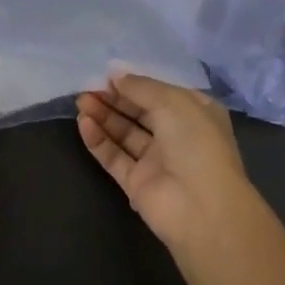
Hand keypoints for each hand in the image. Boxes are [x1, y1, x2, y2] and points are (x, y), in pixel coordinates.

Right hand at [76, 73, 257, 253]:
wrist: (203, 208)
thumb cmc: (196, 144)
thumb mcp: (172, 102)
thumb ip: (141, 87)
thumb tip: (116, 77)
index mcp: (194, 114)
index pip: (160, 93)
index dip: (135, 84)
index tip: (108, 76)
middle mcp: (176, 135)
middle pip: (139, 112)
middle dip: (114, 99)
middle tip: (88, 88)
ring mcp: (156, 161)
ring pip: (124, 134)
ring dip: (103, 116)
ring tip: (81, 102)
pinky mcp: (137, 183)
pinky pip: (114, 157)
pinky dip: (99, 140)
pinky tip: (84, 124)